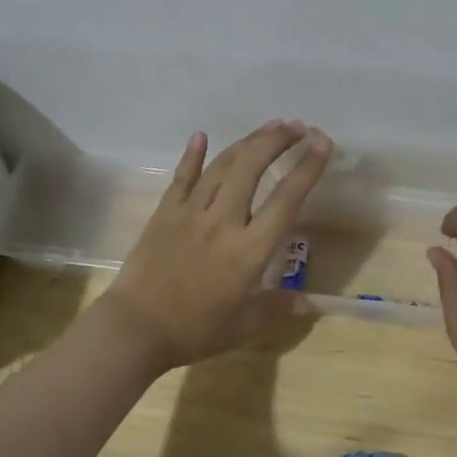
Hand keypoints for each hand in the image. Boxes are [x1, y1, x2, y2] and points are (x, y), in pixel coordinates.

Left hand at [101, 121, 332, 372]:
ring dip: (248, 142)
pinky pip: (182, 177)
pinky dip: (193, 155)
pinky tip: (201, 135)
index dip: (307, 168)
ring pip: (223, 166)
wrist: (134, 330)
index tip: (322, 142)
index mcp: (249, 250)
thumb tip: (315, 304)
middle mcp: (223, 221)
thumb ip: (279, 307)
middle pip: (252, 167)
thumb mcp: (243, 326)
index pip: (286, 200)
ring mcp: (191, 212)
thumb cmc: (194, 330)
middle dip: (277, 141)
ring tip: (270, 126)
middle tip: (297, 127)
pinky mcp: (165, 213)